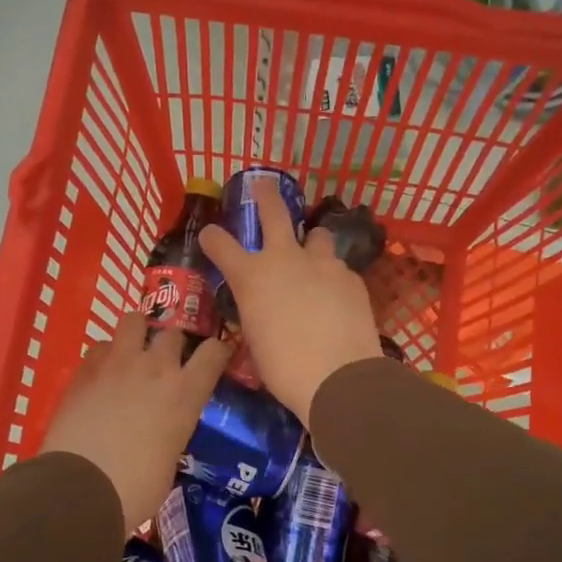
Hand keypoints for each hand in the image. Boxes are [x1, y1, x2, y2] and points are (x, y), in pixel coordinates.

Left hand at [39, 312, 230, 532]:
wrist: (78, 489)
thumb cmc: (135, 489)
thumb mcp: (170, 460)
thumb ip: (172, 432)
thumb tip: (164, 432)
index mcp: (185, 393)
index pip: (214, 352)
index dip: (217, 351)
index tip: (215, 357)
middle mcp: (155, 368)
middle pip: (173, 332)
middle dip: (173, 344)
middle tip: (166, 363)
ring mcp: (117, 364)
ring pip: (133, 321)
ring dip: (137, 334)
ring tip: (132, 354)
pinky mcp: (84, 370)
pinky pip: (100, 346)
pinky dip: (105, 355)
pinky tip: (101, 375)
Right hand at [199, 177, 381, 422]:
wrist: (338, 377)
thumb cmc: (284, 368)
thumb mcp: (255, 338)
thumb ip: (257, 311)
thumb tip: (265, 308)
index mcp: (251, 277)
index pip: (221, 244)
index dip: (213, 237)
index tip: (210, 234)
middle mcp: (285, 259)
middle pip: (274, 212)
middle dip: (266, 195)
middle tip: (264, 185)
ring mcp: (322, 264)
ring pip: (317, 236)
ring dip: (311, 242)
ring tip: (313, 256)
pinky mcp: (351, 277)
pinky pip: (338, 269)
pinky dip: (333, 277)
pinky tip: (336, 297)